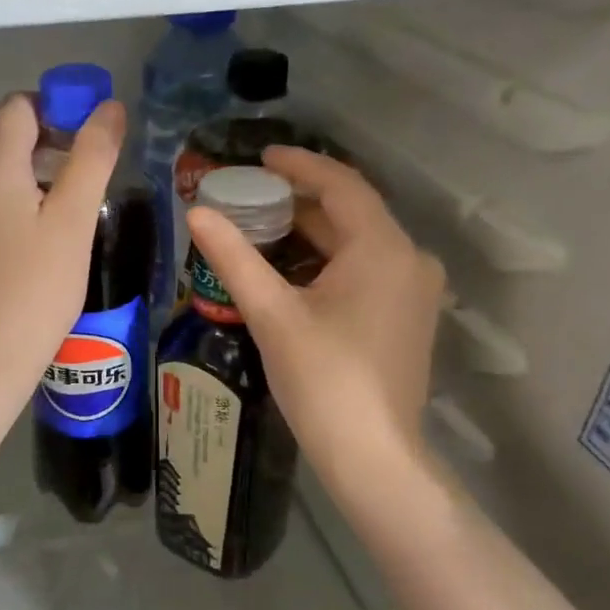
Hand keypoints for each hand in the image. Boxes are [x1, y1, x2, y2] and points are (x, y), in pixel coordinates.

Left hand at [0, 91, 125, 407]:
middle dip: (43, 136)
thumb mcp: (74, 220)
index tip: (89, 140)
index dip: (58, 108)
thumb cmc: (38, 288)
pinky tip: (30, 235)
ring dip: (25, 167)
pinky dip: (6, 196)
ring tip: (62, 204)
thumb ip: (92, 156)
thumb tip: (109, 107)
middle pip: (0, 132)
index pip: (19, 105)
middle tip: (82, 170)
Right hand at [185, 146, 443, 479]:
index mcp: (382, 248)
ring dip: (312, 233)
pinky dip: (328, 261)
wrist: (371, 453)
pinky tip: (292, 270)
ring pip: (358, 243)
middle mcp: (409, 259)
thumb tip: (196, 212)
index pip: (341, 185)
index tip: (261, 156)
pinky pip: (366, 269)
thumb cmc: (321, 378)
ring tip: (262, 228)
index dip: (300, 165)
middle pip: (351, 213)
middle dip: (300, 201)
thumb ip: (234, 258)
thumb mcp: (271, 314)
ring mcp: (413, 290)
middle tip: (250, 195)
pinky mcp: (406, 316)